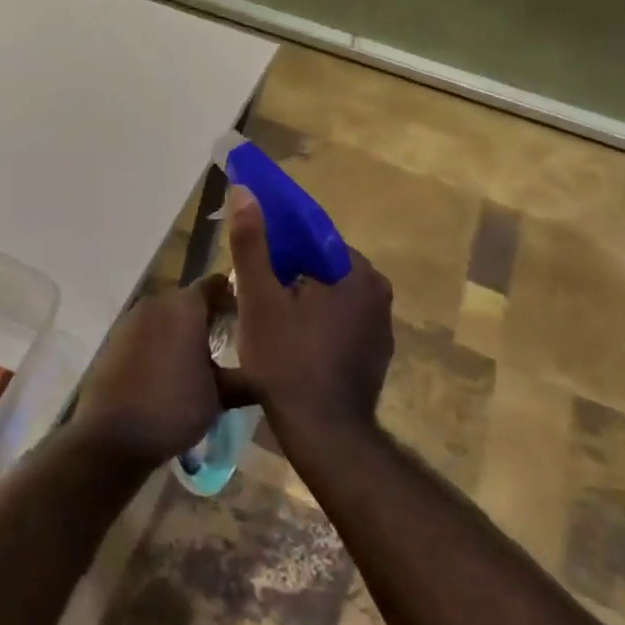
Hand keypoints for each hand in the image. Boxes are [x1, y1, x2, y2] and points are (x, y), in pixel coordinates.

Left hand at [74, 277, 247, 468]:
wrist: (111, 435)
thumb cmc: (173, 407)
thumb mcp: (220, 396)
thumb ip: (245, 378)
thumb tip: (267, 373)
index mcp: (184, 306)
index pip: (215, 285)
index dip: (233, 297)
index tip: (249, 316)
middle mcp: (155, 304)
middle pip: (188, 300)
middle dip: (208, 316)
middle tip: (230, 341)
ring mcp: (130, 321)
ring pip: (165, 317)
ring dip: (182, 331)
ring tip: (201, 360)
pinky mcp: (113, 341)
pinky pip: (146, 333)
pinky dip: (160, 343)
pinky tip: (170, 370)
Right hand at [226, 185, 393, 444]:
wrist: (323, 433)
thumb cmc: (287, 360)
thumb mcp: (259, 298)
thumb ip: (252, 243)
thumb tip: (245, 191)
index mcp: (357, 273)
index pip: (314, 239)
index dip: (279, 245)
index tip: (252, 262)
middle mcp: (378, 294)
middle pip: (321, 268)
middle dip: (287, 275)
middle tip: (253, 296)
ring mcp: (380, 328)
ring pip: (329, 298)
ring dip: (300, 302)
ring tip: (266, 322)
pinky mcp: (374, 355)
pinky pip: (339, 325)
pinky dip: (315, 326)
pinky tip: (290, 347)